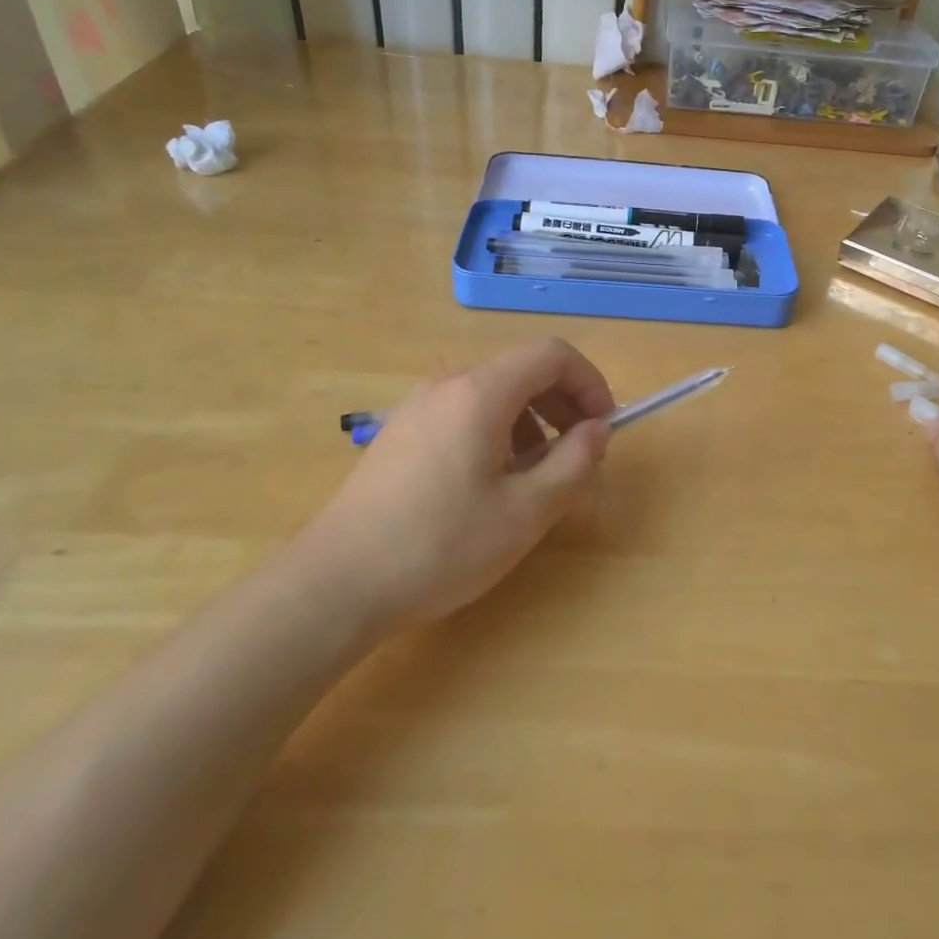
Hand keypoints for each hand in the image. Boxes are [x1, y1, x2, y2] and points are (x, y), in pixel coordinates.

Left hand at [299, 338, 614, 635]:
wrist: (336, 583)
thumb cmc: (441, 546)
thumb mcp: (526, 512)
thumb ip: (574, 462)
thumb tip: (597, 429)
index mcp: (481, 393)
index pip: (552, 354)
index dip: (590, 383)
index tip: (603, 429)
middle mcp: (447, 384)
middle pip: (523, 370)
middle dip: (564, 404)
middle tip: (577, 457)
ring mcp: (418, 406)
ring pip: (494, 393)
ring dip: (531, 421)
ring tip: (535, 477)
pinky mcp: (400, 431)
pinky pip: (464, 412)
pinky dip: (497, 431)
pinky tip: (489, 484)